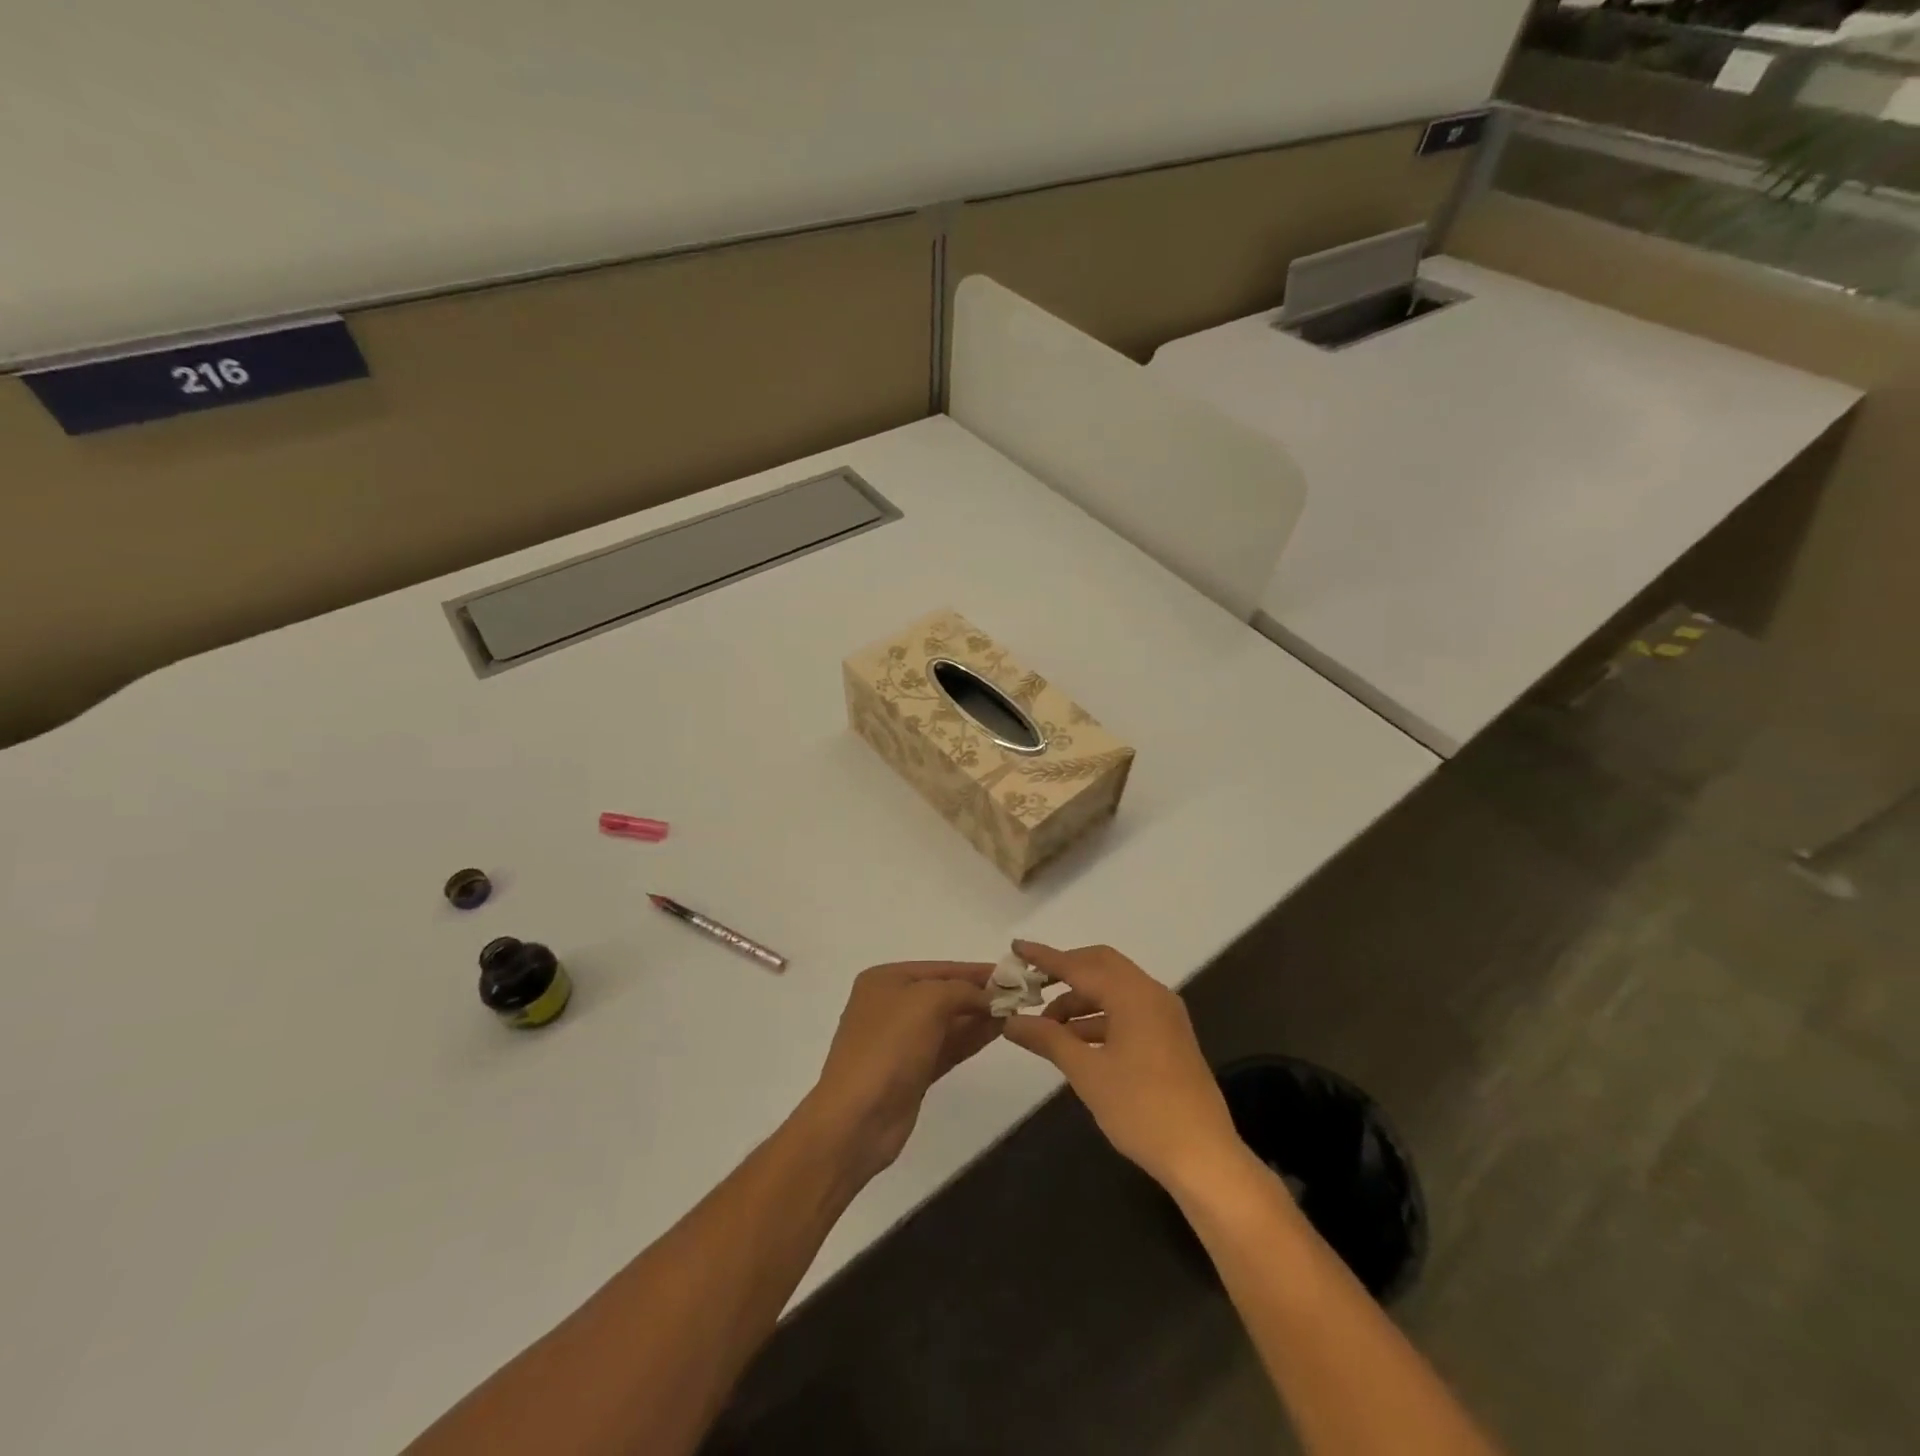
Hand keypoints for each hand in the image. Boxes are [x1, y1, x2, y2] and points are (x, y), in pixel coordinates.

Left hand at [801, 961, 998, 1183]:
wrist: (857, 1119)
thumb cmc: (889, 1047)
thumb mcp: (928, 1002)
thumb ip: (962, 990)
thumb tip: (989, 996)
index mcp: (885, 980)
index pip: (940, 968)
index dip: (976, 970)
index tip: (1013, 973)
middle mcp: (891, 1005)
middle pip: (944, 993)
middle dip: (979, 994)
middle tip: (1020, 995)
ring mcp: (900, 1041)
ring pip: (948, 1022)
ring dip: (980, 1016)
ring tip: (1017, 1012)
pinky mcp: (912, 1071)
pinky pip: (947, 1046)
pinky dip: (971, 1038)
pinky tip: (998, 1032)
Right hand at [1000, 941, 1245, 1192]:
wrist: (1203, 1156)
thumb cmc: (1142, 1109)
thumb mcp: (1087, 1073)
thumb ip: (1048, 1039)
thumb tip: (1011, 1020)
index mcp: (1133, 995)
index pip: (1080, 965)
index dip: (1045, 957)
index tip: (1017, 947)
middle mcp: (1151, 994)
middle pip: (1101, 966)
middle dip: (1065, 972)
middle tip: (1032, 985)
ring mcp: (1164, 1015)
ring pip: (1114, 990)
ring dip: (1081, 999)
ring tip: (1048, 1026)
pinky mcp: (1169, 1037)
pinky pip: (1127, 1010)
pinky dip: (1099, 1017)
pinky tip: (1076, 1041)